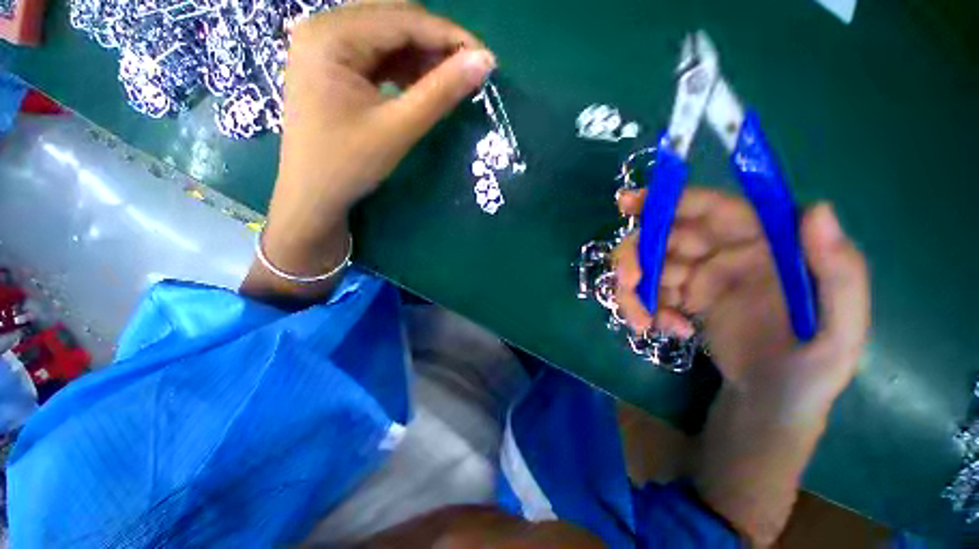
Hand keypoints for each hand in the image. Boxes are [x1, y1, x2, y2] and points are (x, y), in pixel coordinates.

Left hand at [244, 4, 493, 303]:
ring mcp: (326, 46)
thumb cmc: (349, 165)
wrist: (313, 196)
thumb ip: (441, 92)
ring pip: (387, 35)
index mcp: (332, 35)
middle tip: (467, 72)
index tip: (485, 58)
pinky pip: (377, 54)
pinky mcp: (332, 65)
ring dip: (421, 55)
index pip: (402, 19)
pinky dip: (404, 67)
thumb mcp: (398, 128)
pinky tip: (421, 86)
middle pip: (393, 19)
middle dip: (435, 43)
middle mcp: (325, 28)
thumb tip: (484, 61)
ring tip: (448, 82)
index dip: (449, 36)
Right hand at [613, 188, 868, 418]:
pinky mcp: (682, 297)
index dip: (669, 200)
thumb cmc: (810, 371)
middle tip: (629, 282)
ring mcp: (700, 275)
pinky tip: (665, 329)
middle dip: (638, 256)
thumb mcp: (839, 330)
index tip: (627, 204)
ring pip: (648, 266)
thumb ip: (839, 271)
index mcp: (766, 243)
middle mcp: (727, 251)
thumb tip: (816, 208)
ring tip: (643, 322)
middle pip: (664, 236)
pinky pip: (649, 293)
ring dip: (635, 290)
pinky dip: (646, 309)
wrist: (773, 404)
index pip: (711, 208)